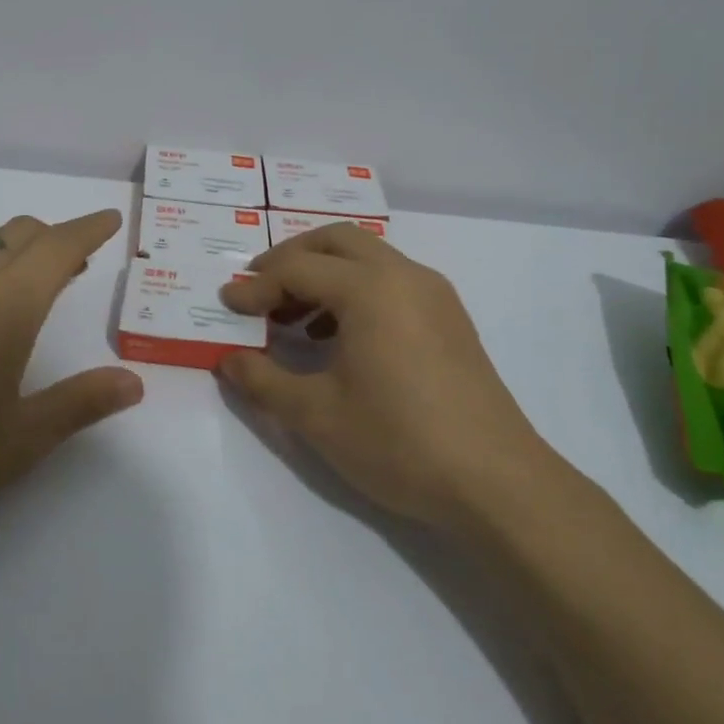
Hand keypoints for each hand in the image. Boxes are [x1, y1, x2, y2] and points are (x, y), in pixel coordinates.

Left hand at [0, 209, 142, 547]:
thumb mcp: (20, 440)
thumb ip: (81, 403)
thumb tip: (134, 382)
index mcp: (7, 303)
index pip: (59, 244)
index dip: (89, 227)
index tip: (108, 220)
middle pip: (18, 231)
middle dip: (51, 238)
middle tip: (69, 267)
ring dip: (3, 246)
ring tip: (9, 285)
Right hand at [218, 224, 565, 529]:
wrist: (497, 483)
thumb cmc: (398, 441)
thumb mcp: (316, 415)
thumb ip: (263, 381)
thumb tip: (228, 361)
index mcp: (370, 288)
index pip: (297, 270)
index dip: (255, 286)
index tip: (226, 305)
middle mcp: (404, 275)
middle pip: (335, 241)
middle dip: (290, 259)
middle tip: (258, 290)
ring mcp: (433, 294)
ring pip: (367, 258)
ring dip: (323, 274)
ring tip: (290, 318)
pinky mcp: (449, 319)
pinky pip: (391, 282)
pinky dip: (354, 291)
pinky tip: (335, 338)